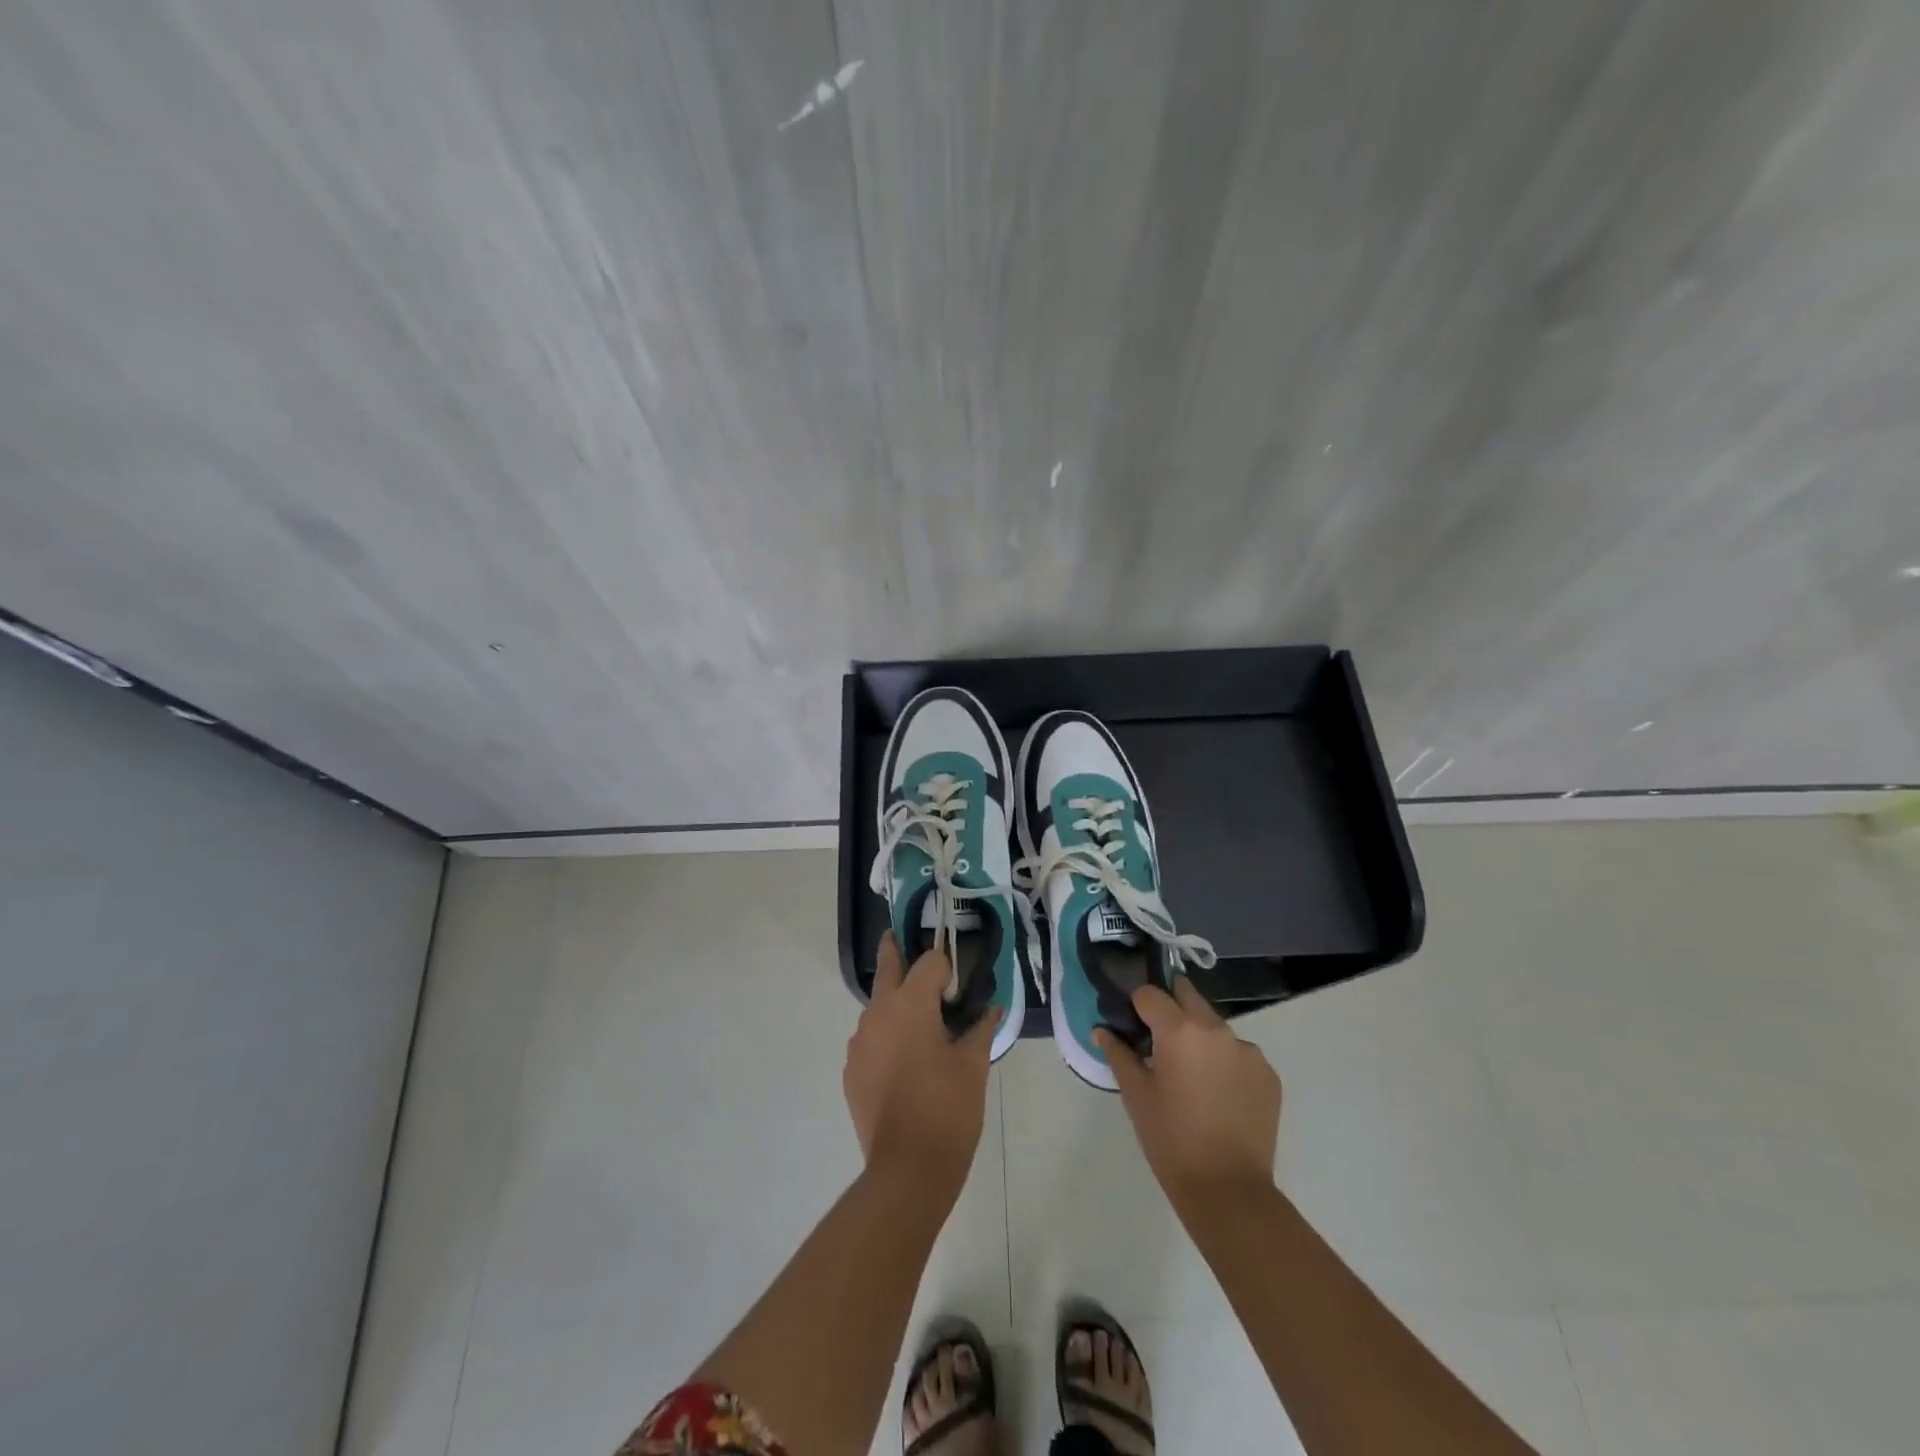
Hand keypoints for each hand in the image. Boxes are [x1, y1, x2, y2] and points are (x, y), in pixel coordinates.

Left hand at [844, 932, 1000, 1192]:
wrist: (907, 1169)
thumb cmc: (948, 1109)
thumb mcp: (974, 1065)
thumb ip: (981, 1027)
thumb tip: (992, 1006)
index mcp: (910, 1004)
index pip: (929, 962)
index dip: (947, 966)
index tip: (959, 978)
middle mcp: (878, 1013)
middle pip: (888, 967)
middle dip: (896, 950)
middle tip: (900, 936)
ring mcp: (860, 1042)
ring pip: (878, 1007)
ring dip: (896, 1005)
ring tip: (920, 1027)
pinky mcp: (851, 1070)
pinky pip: (871, 1039)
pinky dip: (886, 1038)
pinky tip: (904, 1063)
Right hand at [1096, 978, 1281, 1212]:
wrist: (1228, 1190)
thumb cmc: (1171, 1140)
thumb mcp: (1136, 1095)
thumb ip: (1118, 1054)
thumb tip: (1102, 1030)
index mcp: (1180, 1030)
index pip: (1150, 993)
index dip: (1136, 1005)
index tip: (1132, 1025)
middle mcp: (1216, 1029)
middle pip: (1187, 996)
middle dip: (1170, 1008)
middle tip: (1158, 1039)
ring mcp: (1247, 1050)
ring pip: (1215, 1026)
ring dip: (1199, 1036)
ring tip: (1191, 1075)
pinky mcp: (1268, 1074)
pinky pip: (1239, 1053)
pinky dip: (1224, 1062)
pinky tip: (1217, 1094)